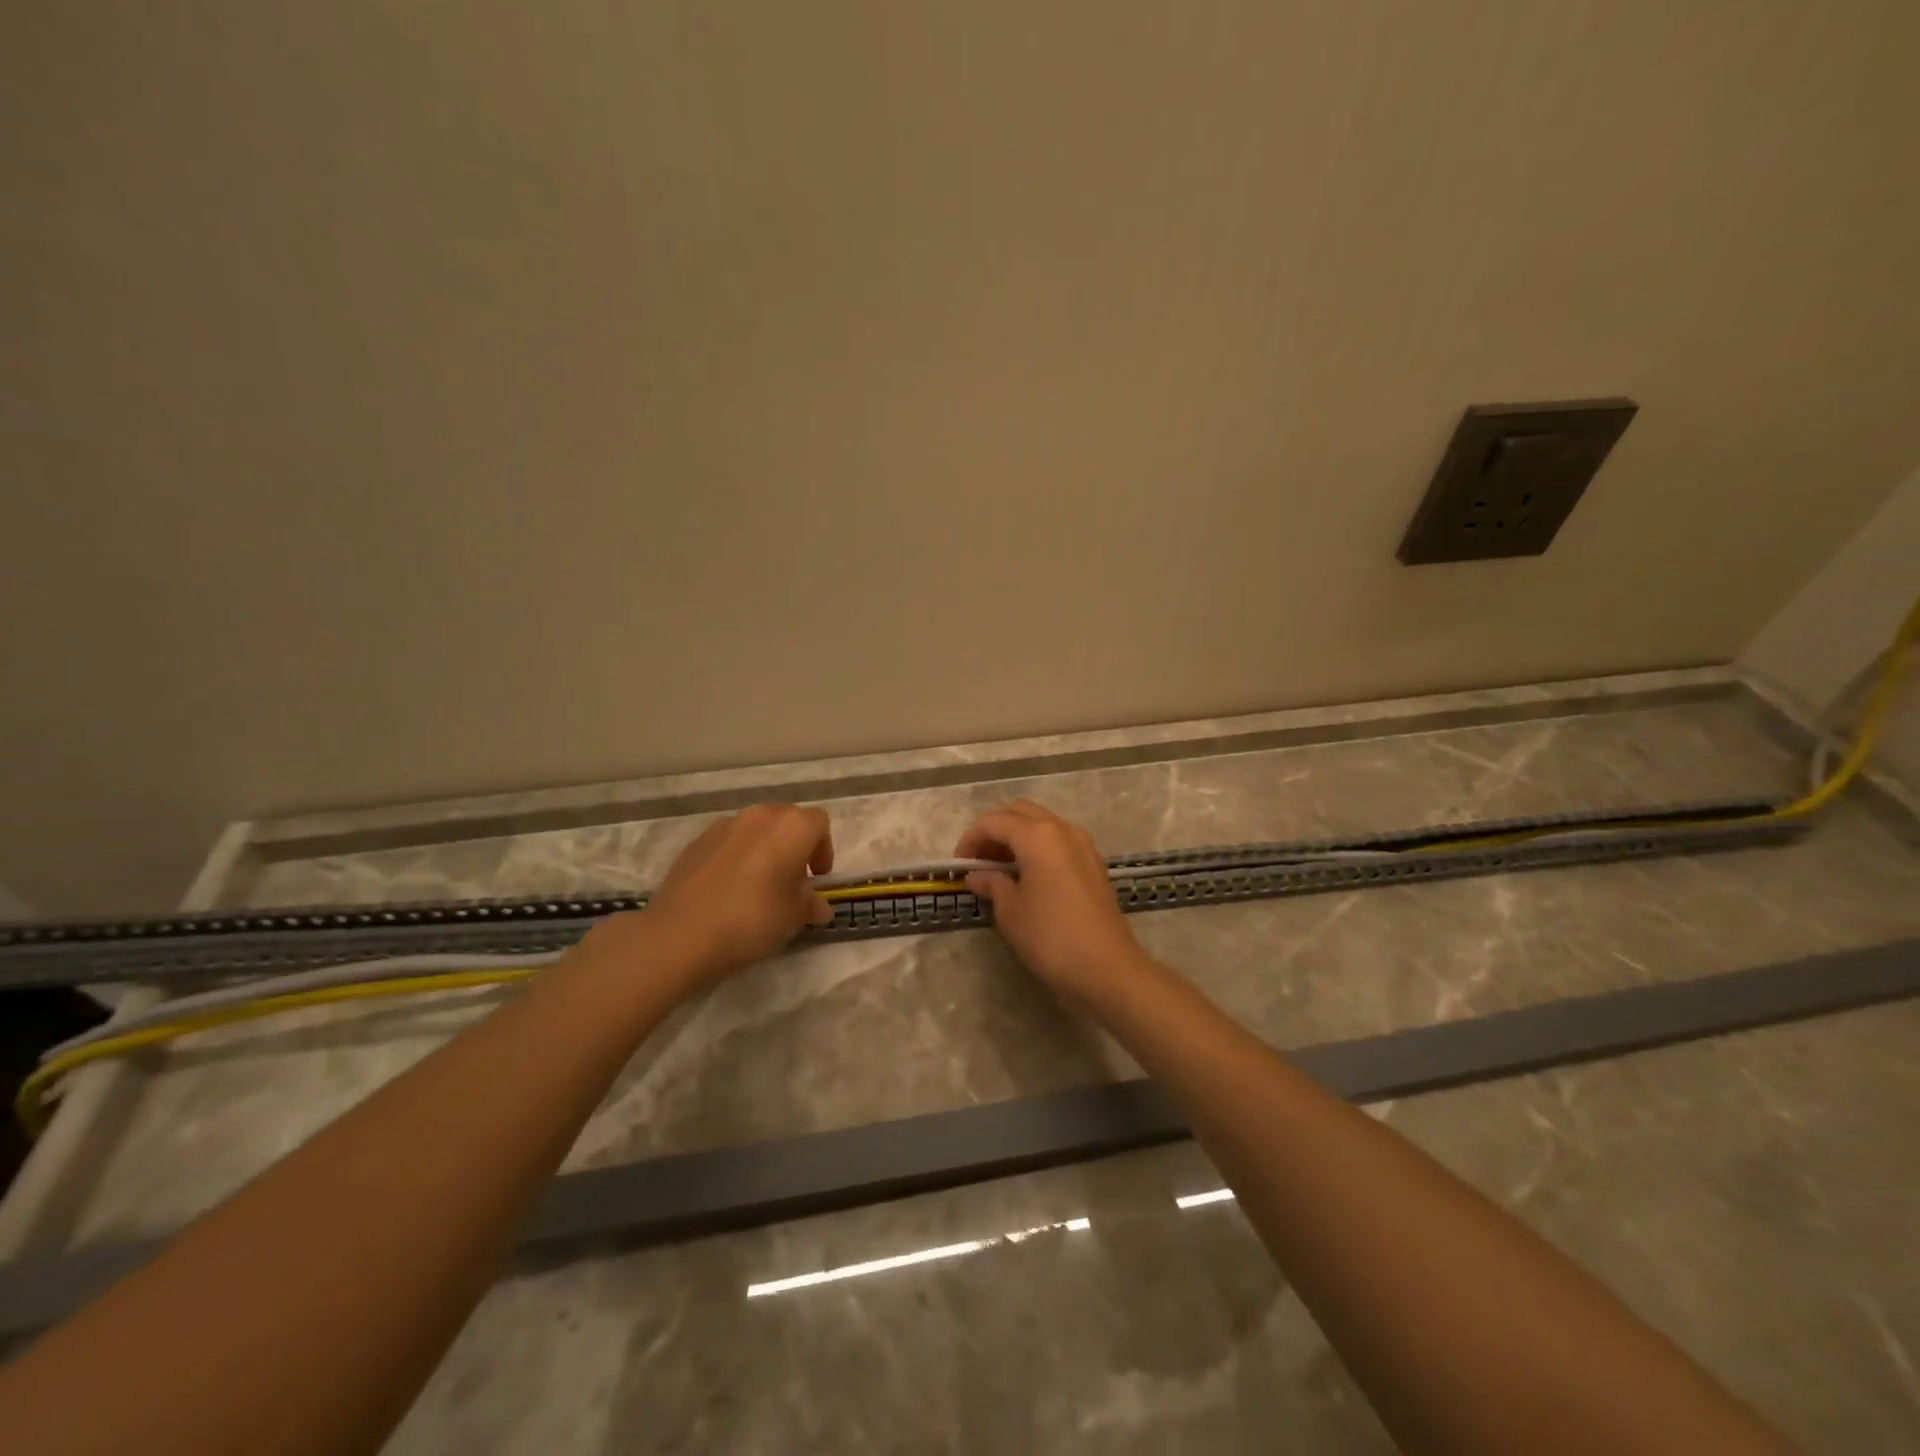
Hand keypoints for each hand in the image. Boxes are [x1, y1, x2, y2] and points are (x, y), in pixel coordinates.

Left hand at [587, 803, 834, 988]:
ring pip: (755, 830)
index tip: (817, 878)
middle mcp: (759, 816)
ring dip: (764, 850)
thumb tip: (818, 906)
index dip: (823, 849)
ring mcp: (723, 826)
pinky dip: (735, 858)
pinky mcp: (695, 842)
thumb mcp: (793, 917)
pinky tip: (728, 891)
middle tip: (792, 880)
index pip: (819, 824)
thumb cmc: (752, 919)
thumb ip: (810, 904)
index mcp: (791, 827)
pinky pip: (728, 843)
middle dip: (794, 846)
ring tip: (758, 886)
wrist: (681, 934)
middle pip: (786, 821)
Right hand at [955, 800, 1149, 1005]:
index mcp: (1038, 835)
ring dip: (1017, 836)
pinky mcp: (1094, 862)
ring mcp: (1083, 844)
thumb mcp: (1011, 911)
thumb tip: (977, 876)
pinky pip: (1058, 840)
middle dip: (995, 830)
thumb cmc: (1050, 937)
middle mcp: (1062, 829)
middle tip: (979, 861)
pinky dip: (1038, 847)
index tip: (959, 865)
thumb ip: (992, 884)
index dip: (970, 839)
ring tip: (1000, 869)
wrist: (1107, 969)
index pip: (994, 821)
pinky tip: (1028, 875)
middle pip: (1020, 812)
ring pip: (1042, 823)